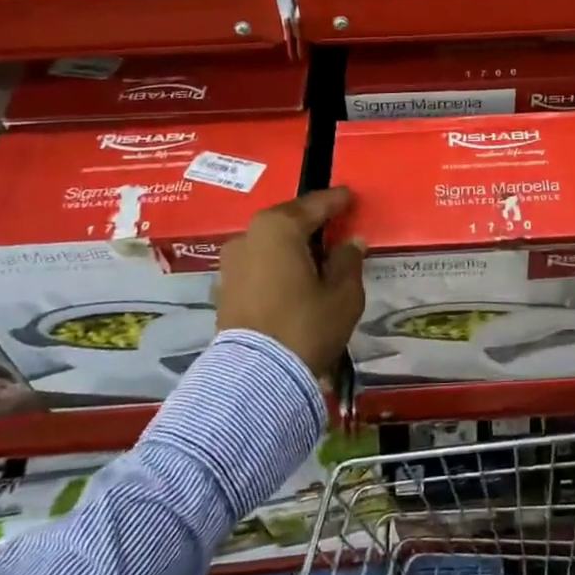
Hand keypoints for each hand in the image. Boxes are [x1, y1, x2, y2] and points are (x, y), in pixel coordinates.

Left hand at [217, 187, 365, 376]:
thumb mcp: (343, 294)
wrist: (255, 378)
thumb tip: (350, 243)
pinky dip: (277, 267)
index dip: (337, 200)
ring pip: (270, 245)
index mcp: (278, 227)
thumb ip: (348, 261)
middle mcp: (248, 237)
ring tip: (316, 258)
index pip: (315, 205)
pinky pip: (259, 266)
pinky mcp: (224, 290)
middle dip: (311, 223)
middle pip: (287, 222)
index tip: (350, 196)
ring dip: (292, 247)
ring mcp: (231, 264)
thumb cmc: (305, 325)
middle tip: (335, 226)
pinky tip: (294, 279)